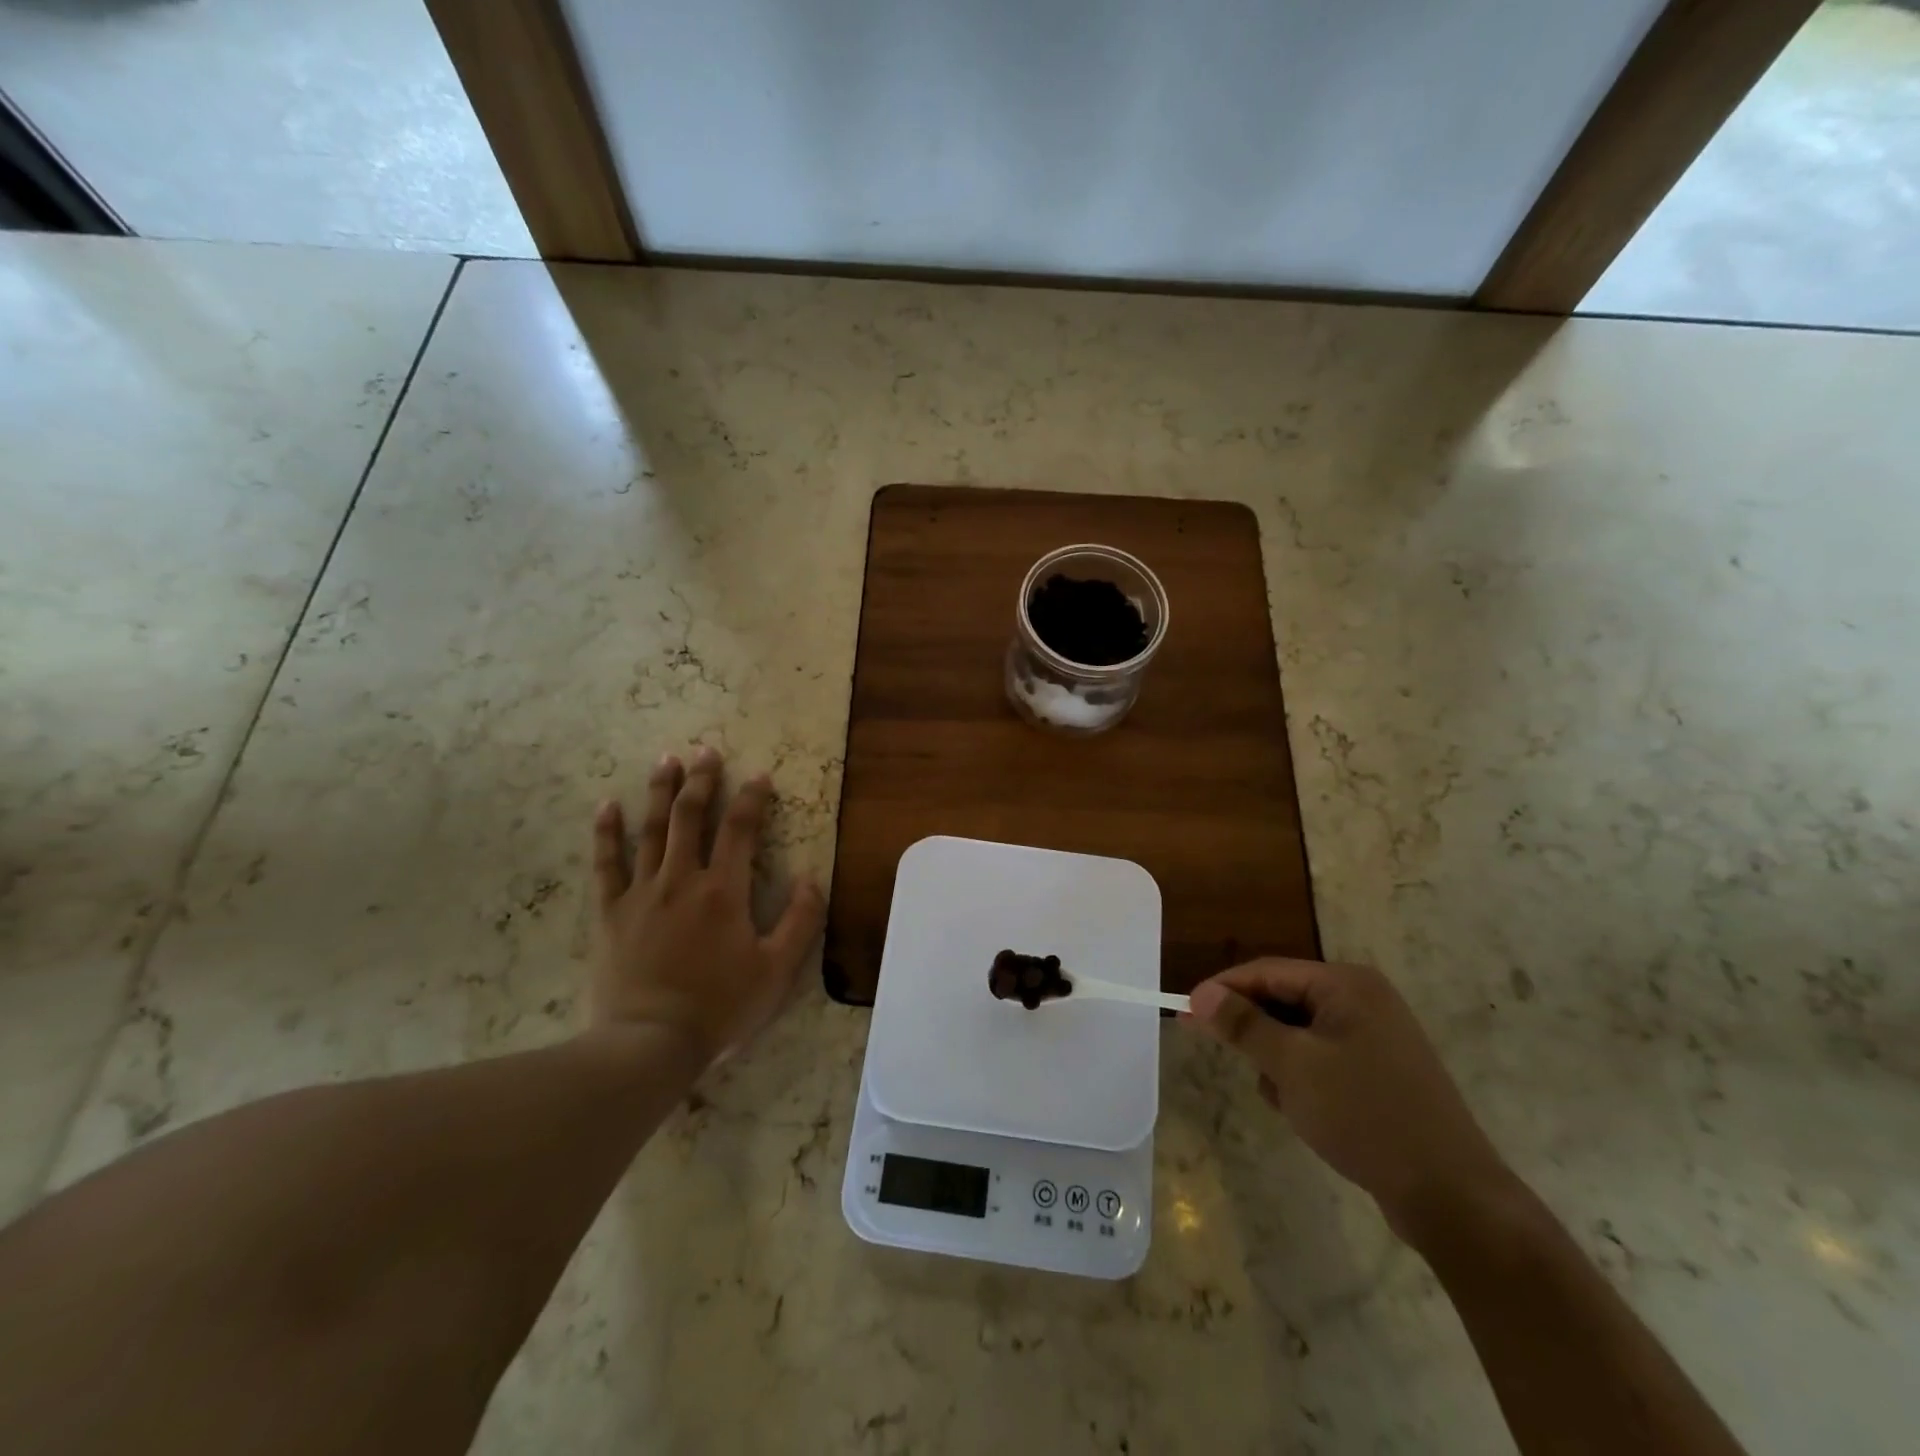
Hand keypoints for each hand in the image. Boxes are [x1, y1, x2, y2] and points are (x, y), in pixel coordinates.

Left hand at [588, 747, 825, 1064]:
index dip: (752, 798)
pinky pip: (606, 864)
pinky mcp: (611, 913)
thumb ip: (801, 921)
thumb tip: (812, 878)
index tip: (760, 776)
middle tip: (706, 750)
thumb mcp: (777, 971)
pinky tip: (606, 805)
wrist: (649, 1044)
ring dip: (660, 792)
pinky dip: (606, 833)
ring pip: (651, 831)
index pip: (740, 830)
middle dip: (702, 781)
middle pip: (691, 817)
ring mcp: (642, 893)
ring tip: (667, 760)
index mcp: (724, 891)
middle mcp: (682, 880)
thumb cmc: (720, 1007)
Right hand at [1187, 959, 1515, 1239]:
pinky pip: (1322, 1059)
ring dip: (1280, 1062)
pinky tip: (1309, 1114)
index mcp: (1347, 984)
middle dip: (1257, 1034)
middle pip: (1283, 1000)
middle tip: (1232, 1060)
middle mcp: (1364, 1000)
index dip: (1222, 991)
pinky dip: (1304, 1080)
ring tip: (1287, 1101)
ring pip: (1298, 1034)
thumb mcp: (1293, 1066)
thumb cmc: (1365, 1117)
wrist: (1452, 1198)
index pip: (1267, 971)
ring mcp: (1377, 1037)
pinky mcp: (1381, 1073)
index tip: (1183, 1013)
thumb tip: (1198, 994)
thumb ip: (1242, 1025)